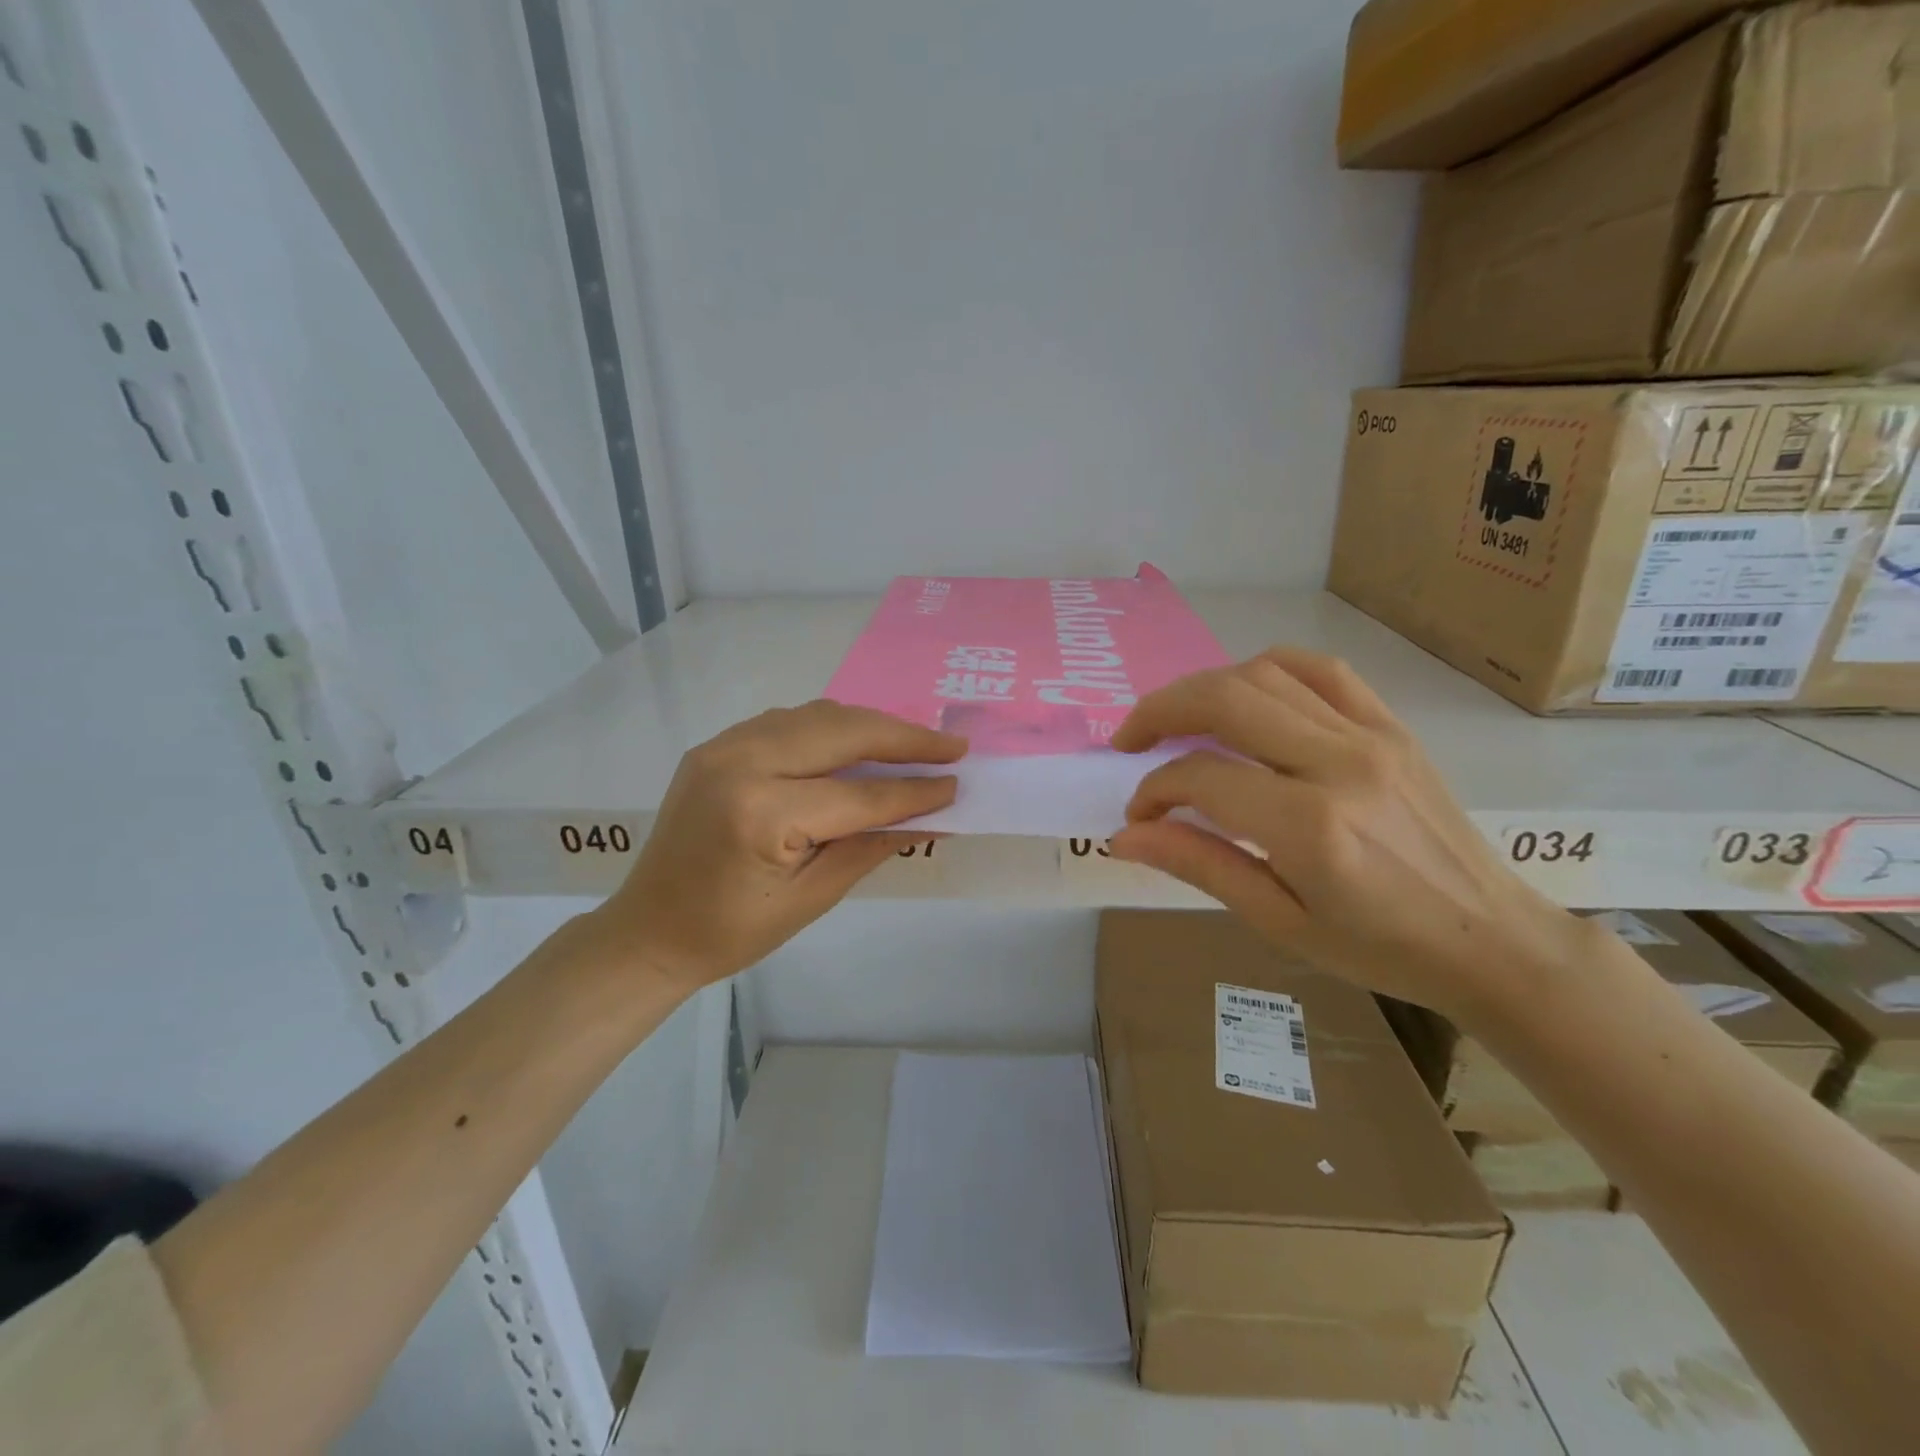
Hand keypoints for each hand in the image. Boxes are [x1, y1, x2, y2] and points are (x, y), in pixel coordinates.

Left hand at [591, 702, 965, 990]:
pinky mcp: (717, 745)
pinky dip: (831, 727)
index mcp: (761, 813)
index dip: (913, 792)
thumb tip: (930, 815)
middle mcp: (741, 762)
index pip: (859, 795)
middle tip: (950, 745)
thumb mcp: (811, 899)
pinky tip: (858, 744)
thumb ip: (870, 846)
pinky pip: (788, 721)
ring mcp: (724, 746)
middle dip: (903, 737)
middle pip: (842, 731)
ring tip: (913, 742)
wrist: (648, 931)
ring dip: (869, 725)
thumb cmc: (731, 933)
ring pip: (817, 715)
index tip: (957, 782)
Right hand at [1108, 649, 1587, 1020]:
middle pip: (1225, 700)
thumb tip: (1125, 835)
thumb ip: (1199, 865)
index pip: (1201, 777)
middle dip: (1160, 712)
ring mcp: (1371, 736)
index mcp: (1309, 826)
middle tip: (1130, 740)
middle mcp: (1338, 764)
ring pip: (1265, 674)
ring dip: (1204, 688)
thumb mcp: (1279, 920)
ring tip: (1178, 720)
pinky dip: (1267, 668)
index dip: (1153, 790)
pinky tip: (1244, 691)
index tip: (1138, 814)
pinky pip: (1320, 670)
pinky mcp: (1392, 726)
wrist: (1492, 940)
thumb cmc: (1379, 947)